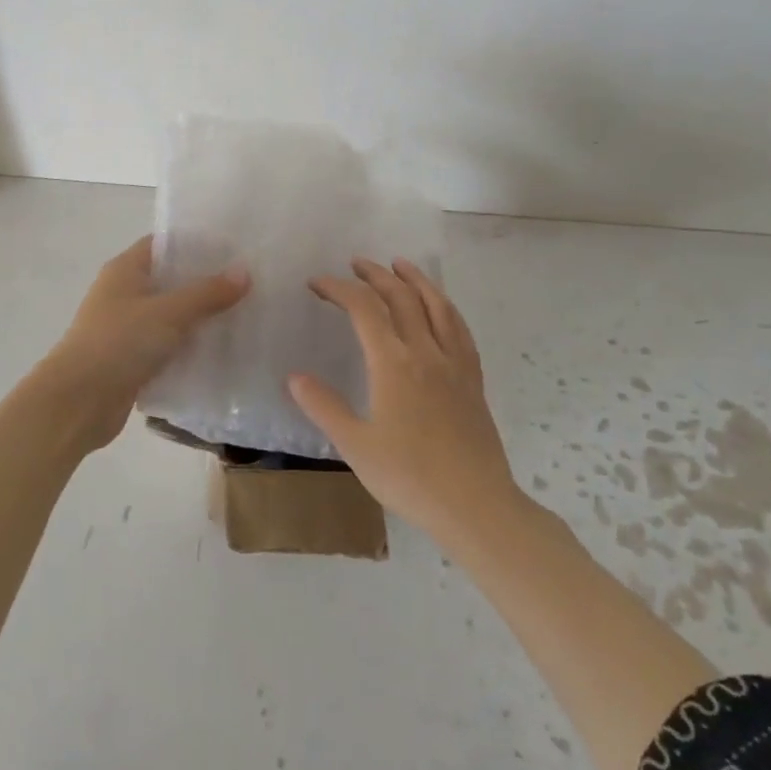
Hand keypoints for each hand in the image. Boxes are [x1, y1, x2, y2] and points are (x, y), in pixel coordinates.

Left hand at [39, 236, 249, 450]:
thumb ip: (207, 293)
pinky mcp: (131, 360)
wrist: (78, 402)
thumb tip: (244, 272)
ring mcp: (126, 328)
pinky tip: (221, 351)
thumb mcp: (169, 312)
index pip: (163, 244)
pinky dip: (189, 347)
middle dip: (205, 283)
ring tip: (243, 315)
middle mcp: (123, 294)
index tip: (233, 249)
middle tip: (248, 283)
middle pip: (170, 280)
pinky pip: (167, 346)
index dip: (196, 244)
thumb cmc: (119, 343)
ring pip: (170, 316)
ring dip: (200, 318)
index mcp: (125, 270)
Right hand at [289, 258, 519, 544]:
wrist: (475, 505)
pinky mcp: (473, 379)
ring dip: (416, 279)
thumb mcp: (355, 445)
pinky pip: (459, 328)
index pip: (363, 308)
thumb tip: (295, 376)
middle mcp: (425, 351)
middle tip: (355, 264)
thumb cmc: (409, 477)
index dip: (339, 288)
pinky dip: (445, 306)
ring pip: (436, 305)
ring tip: (400, 265)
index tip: (317, 283)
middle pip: (401, 297)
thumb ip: (324, 406)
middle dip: (375, 275)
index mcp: (393, 363)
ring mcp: (454, 363)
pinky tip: (440, 308)